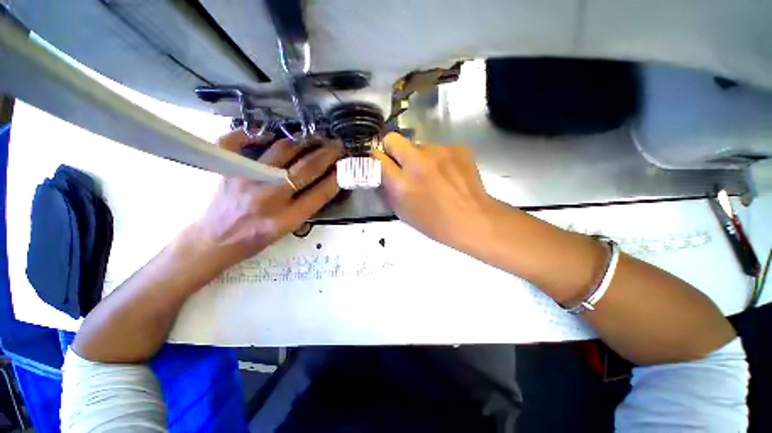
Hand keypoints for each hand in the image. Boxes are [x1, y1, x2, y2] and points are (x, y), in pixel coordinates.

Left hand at [188, 130, 341, 269]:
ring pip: (282, 151)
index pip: (320, 193)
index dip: (336, 176)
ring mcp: (245, 179)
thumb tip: (325, 182)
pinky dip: (255, 133)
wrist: (213, 240)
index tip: (345, 164)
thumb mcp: (287, 230)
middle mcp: (268, 197)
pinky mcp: (225, 168)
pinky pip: (238, 140)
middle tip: (336, 144)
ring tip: (313, 138)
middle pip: (306, 169)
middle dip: (327, 154)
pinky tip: (269, 134)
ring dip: (303, 142)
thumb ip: (307, 207)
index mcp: (286, 218)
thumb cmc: (255, 239)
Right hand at [373, 132, 496, 249]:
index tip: (379, 162)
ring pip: (418, 145)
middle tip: (401, 164)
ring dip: (419, 157)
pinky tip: (448, 173)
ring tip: (432, 174)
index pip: (377, 158)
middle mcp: (417, 162)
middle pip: (393, 139)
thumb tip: (383, 173)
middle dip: (392, 149)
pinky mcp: (457, 148)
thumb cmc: (435, 223)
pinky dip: (438, 159)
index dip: (375, 159)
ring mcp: (439, 151)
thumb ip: (389, 190)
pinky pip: (439, 148)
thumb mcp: (403, 212)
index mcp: (401, 183)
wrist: (474, 219)